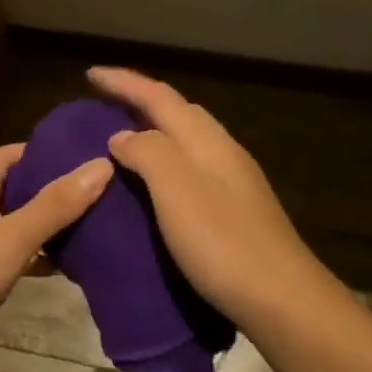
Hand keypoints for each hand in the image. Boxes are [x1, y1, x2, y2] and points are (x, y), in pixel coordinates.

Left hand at [0, 143, 112, 363]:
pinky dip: (31, 255)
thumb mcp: (12, 237)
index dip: (50, 152)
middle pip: (16, 187)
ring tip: (93, 227)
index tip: (89, 157)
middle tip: (101, 194)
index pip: (14, 153)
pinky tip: (62, 266)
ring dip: (45, 225)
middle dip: (54, 190)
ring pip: (13, 222)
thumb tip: (102, 164)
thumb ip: (56, 204)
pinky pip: (6, 252)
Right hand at [91, 66, 323, 330]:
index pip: (159, 97)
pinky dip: (166, 165)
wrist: (280, 297)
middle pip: (180, 113)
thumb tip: (122, 136)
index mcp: (206, 141)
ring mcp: (234, 183)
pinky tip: (154, 188)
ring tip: (122, 144)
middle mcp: (223, 153)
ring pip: (188, 142)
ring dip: (155, 133)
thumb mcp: (175, 190)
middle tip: (105, 107)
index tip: (90, 74)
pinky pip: (192, 170)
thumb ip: (147, 153)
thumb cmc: (222, 241)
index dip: (124, 82)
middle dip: (142, 101)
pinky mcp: (236, 211)